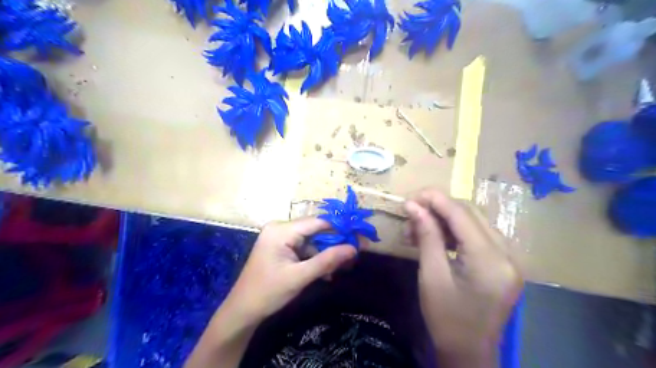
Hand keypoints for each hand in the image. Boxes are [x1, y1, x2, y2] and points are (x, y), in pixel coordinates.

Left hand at [223, 217, 356, 322]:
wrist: (242, 310)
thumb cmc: (268, 292)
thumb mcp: (300, 277)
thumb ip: (327, 261)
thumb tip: (353, 248)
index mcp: (281, 231)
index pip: (317, 222)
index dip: (339, 229)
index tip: (358, 238)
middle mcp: (280, 228)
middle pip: (314, 230)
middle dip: (333, 244)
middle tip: (351, 256)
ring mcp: (279, 237)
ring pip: (311, 240)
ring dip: (324, 254)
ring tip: (338, 270)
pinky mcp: (280, 246)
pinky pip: (303, 247)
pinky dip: (314, 258)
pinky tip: (324, 273)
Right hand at [402, 189, 520, 364]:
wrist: (469, 351)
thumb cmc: (446, 319)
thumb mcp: (431, 276)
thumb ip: (426, 236)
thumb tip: (412, 206)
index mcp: (490, 260)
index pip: (461, 214)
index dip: (434, 199)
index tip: (409, 196)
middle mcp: (507, 253)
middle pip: (470, 213)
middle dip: (438, 207)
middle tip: (410, 211)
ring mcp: (509, 257)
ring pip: (474, 220)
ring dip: (444, 218)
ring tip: (417, 227)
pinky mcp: (503, 261)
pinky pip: (477, 234)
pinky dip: (454, 230)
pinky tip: (435, 236)